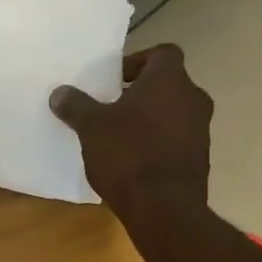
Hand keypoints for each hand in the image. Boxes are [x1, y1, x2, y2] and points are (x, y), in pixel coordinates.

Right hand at [50, 44, 212, 221]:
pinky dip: (160, 143)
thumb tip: (60, 92)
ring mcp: (202, 130)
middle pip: (169, 84)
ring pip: (174, 113)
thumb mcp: (91, 128)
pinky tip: (135, 162)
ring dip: (151, 119)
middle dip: (142, 93)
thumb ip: (76, 105)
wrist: (164, 208)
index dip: (138, 62)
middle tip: (114, 107)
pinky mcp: (201, 159)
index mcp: (169, 80)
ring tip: (121, 137)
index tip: (115, 80)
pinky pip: (178, 140)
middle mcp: (193, 98)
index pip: (162, 53)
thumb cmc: (127, 155)